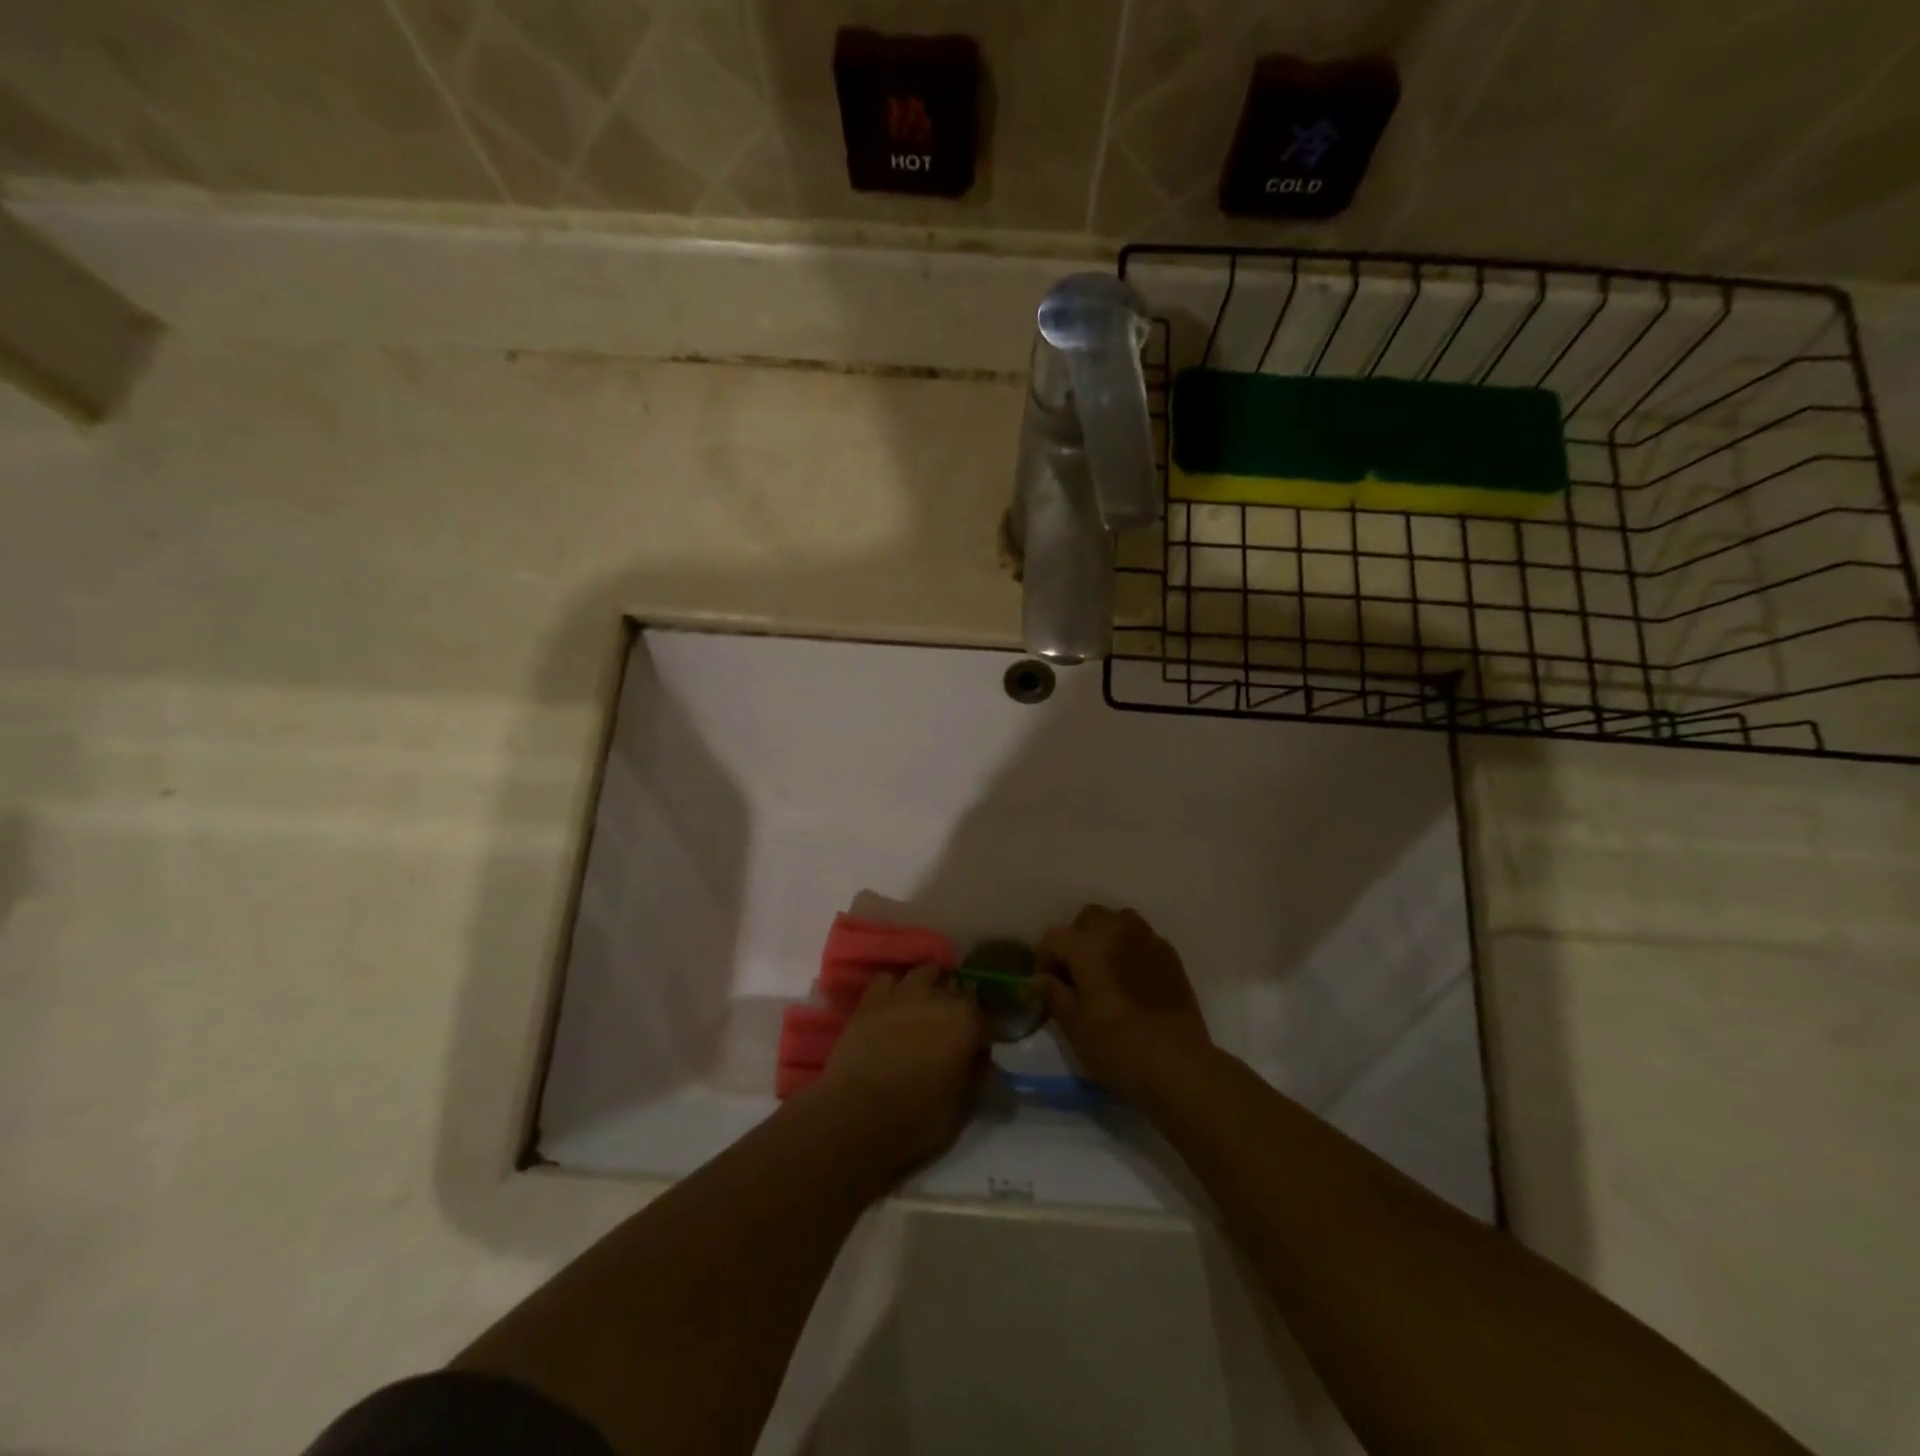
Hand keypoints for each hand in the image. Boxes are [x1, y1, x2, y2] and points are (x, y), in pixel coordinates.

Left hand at [814, 965, 987, 1175]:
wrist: (855, 1115)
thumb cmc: (915, 1120)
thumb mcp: (961, 1109)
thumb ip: (976, 1076)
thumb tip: (979, 1059)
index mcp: (967, 1022)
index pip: (987, 1019)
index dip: (983, 1036)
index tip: (978, 1051)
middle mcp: (939, 997)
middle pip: (958, 989)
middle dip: (959, 1007)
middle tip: (952, 1031)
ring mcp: (904, 992)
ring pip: (926, 972)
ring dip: (931, 985)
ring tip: (926, 1006)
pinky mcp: (872, 998)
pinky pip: (889, 979)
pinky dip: (895, 988)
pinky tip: (894, 1005)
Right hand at [1038, 906, 1214, 1106]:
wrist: (1178, 1064)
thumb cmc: (1117, 1047)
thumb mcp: (1074, 1027)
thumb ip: (1054, 995)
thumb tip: (1042, 979)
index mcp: (1088, 946)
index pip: (1054, 937)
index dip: (1044, 959)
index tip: (1048, 985)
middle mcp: (1117, 932)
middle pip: (1088, 918)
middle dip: (1076, 939)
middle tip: (1076, 972)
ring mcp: (1148, 940)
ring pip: (1119, 920)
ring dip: (1106, 936)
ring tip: (1105, 968)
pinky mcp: (1170, 955)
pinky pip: (1143, 937)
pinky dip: (1131, 948)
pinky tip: (1132, 978)